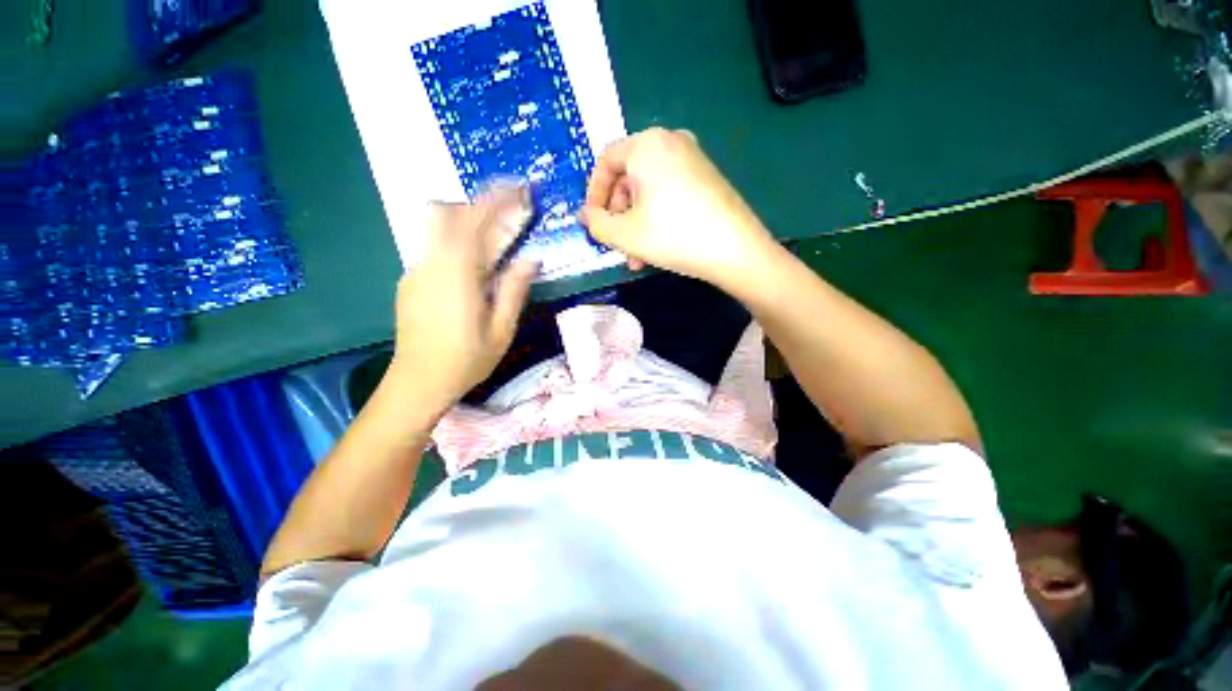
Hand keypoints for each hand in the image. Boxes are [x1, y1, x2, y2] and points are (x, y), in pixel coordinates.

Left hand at [389, 188, 538, 415]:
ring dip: (470, 225)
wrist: (418, 382)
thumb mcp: (502, 329)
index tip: (518, 188)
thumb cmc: (466, 359)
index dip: (496, 198)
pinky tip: (475, 269)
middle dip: (480, 206)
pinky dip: (458, 245)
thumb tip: (531, 258)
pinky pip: (436, 249)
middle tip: (510, 214)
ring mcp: (417, 271)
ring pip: (440, 230)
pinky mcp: (412, 281)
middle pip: (449, 214)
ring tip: (497, 241)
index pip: (474, 220)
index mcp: (457, 273)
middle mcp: (431, 263)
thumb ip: (515, 290)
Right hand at [581, 127, 776, 286]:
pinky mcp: (706, 178)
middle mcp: (671, 142)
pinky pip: (669, 194)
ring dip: (636, 224)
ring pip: (648, 191)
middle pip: (628, 178)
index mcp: (647, 145)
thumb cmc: (673, 236)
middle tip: (616, 244)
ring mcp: (693, 159)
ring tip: (636, 258)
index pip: (606, 161)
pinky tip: (656, 247)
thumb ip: (596, 223)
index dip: (594, 194)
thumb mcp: (624, 234)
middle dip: (618, 216)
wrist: (735, 250)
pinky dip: (656, 218)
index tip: (593, 222)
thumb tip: (584, 214)